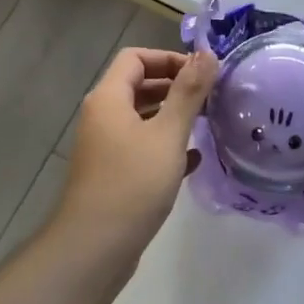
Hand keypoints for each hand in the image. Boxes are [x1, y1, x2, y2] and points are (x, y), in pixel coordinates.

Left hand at [53, 46, 217, 260]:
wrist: (94, 250)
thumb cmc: (132, 183)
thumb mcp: (168, 134)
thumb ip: (189, 92)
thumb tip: (207, 53)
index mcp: (108, 99)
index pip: (136, 58)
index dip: (168, 58)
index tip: (201, 74)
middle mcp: (102, 117)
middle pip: (138, 85)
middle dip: (174, 87)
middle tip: (210, 98)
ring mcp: (106, 147)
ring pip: (142, 118)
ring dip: (172, 116)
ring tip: (206, 124)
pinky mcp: (113, 175)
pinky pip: (142, 148)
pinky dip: (165, 146)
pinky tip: (193, 161)